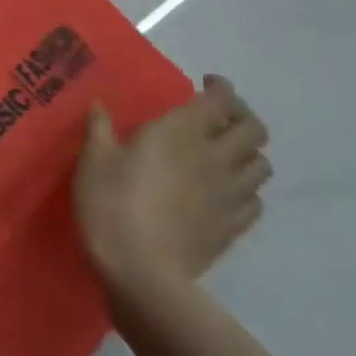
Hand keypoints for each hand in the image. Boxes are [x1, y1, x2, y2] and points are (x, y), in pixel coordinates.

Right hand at [73, 75, 269, 301]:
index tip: (205, 84)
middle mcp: (215, 157)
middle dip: (241, 116)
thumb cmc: (110, 204)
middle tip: (218, 117)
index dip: (220, 88)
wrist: (141, 271)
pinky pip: (256, 200)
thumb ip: (100, 128)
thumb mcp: (93, 160)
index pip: (220, 100)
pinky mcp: (234, 227)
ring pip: (262, 165)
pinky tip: (225, 192)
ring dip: (247, 153)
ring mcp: (229, 194)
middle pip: (253, 129)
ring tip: (225, 154)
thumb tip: (99, 105)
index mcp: (181, 132)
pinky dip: (246, 189)